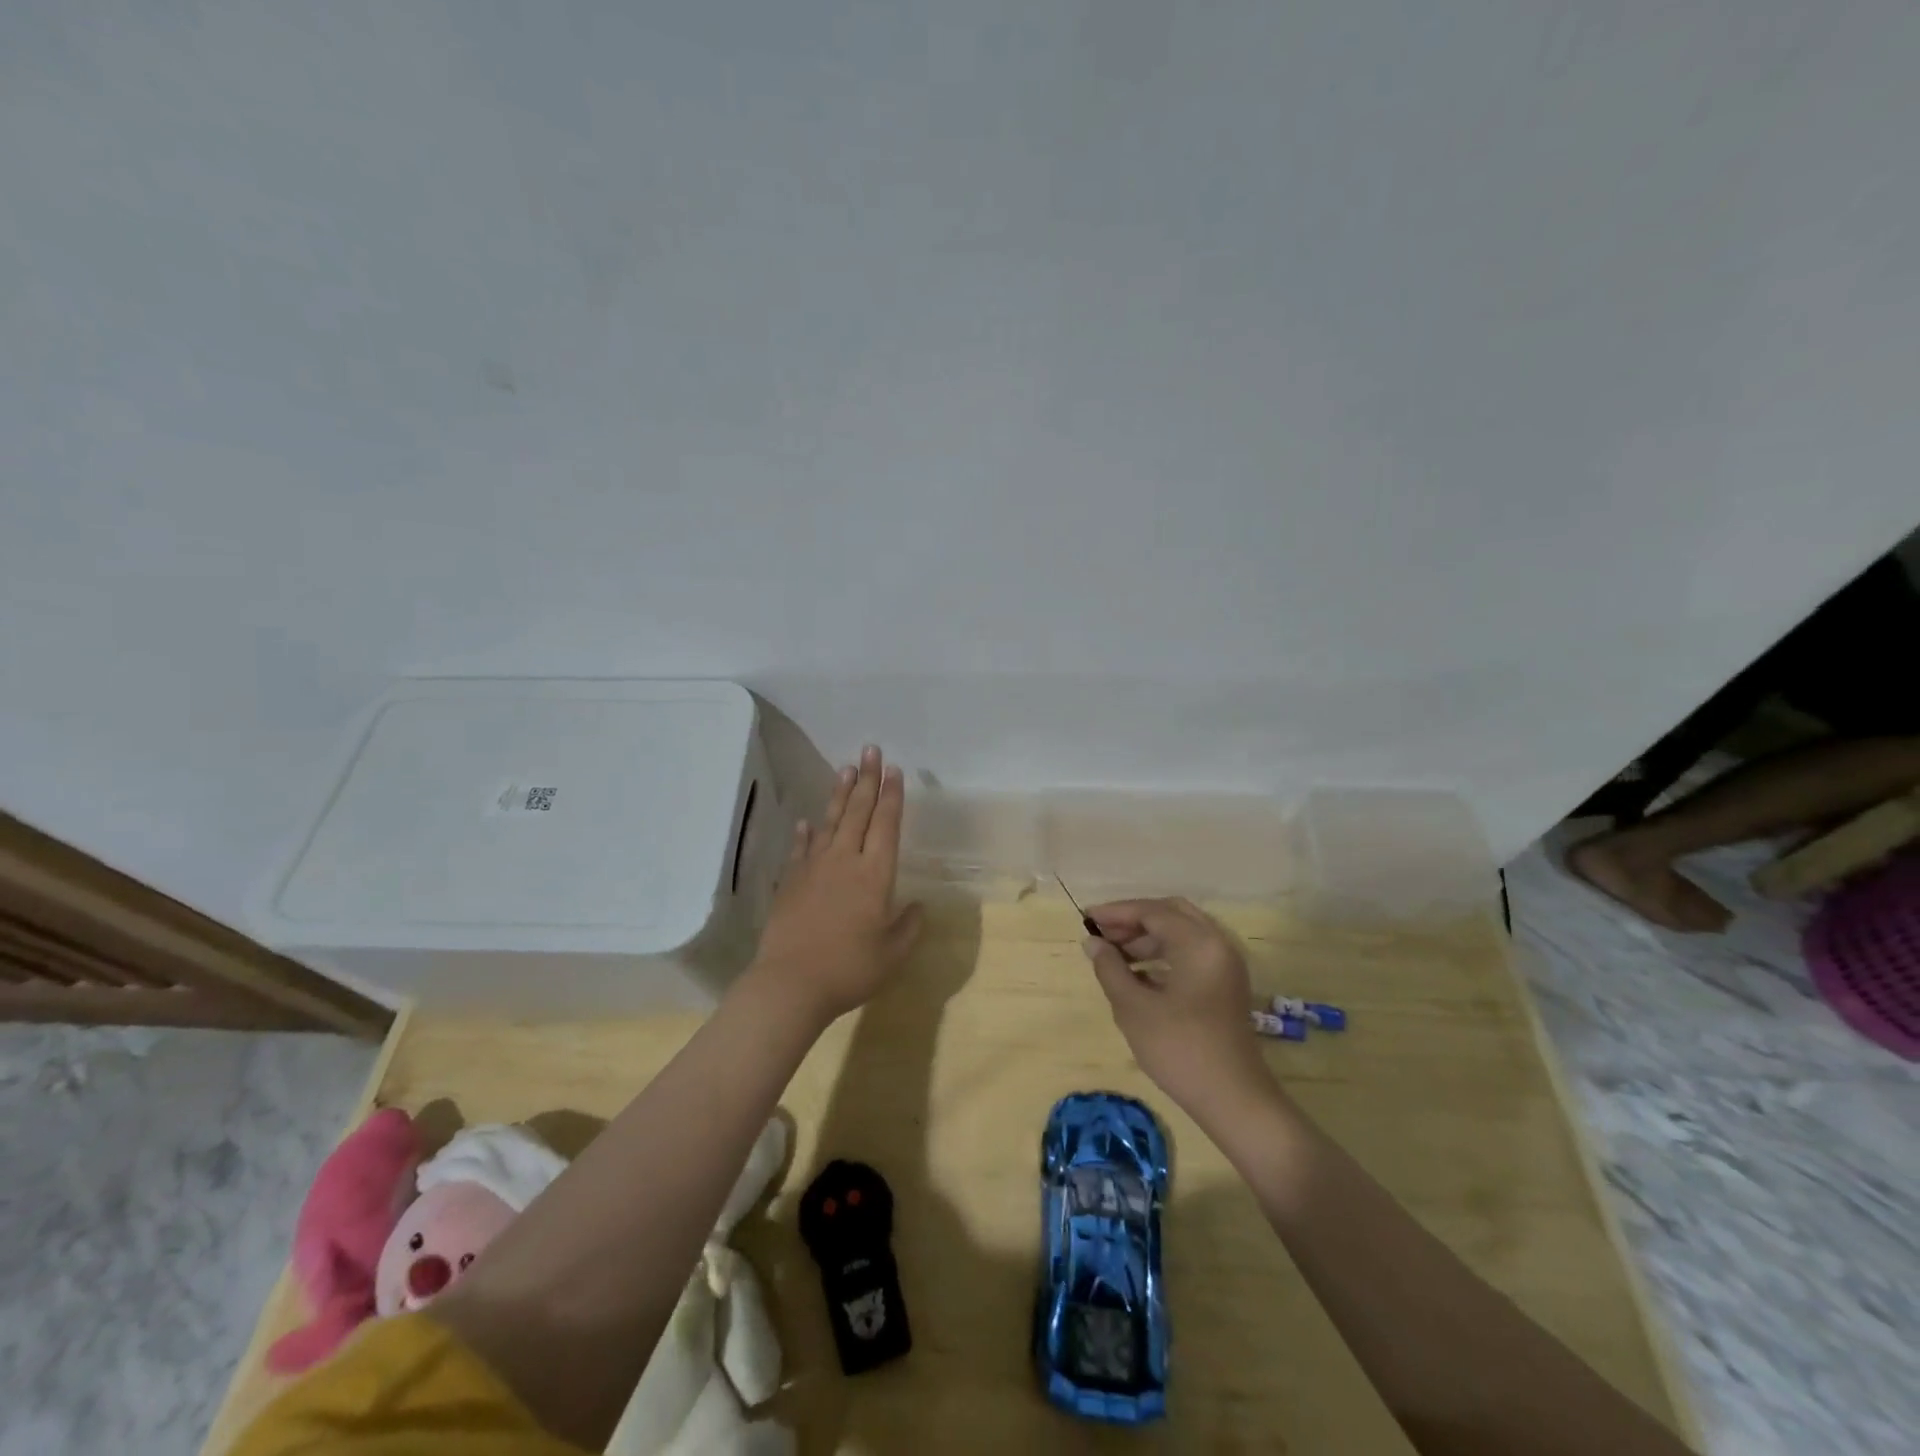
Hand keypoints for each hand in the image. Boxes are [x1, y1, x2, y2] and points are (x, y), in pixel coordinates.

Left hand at [745, 746, 922, 1027]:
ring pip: (830, 822)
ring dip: (840, 794)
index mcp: (875, 875)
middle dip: (867, 779)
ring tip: (846, 769)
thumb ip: (910, 926)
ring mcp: (814, 868)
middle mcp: (845, 861)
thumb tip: (918, 906)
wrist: (791, 983)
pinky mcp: (791, 881)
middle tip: (871, 749)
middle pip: (859, 812)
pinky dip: (806, 833)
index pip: (886, 825)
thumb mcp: (893, 954)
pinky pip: (801, 848)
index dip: (892, 796)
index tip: (894, 770)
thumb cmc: (850, 969)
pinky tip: (806, 821)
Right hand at [1083, 898, 1275, 1119]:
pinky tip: (1137, 974)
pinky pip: (1191, 953)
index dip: (1116, 912)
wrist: (1233, 1100)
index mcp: (1199, 942)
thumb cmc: (1179, 1049)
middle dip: (1134, 920)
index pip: (1152, 911)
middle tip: (1103, 933)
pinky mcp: (1224, 986)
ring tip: (1113, 954)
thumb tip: (1092, 942)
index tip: (1086, 918)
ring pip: (1181, 934)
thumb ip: (1109, 968)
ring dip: (1147, 937)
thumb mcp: (1134, 1007)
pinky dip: (1163, 954)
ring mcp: (1225, 965)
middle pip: (1171, 914)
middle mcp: (1217, 944)